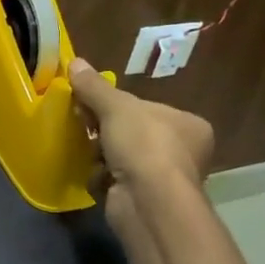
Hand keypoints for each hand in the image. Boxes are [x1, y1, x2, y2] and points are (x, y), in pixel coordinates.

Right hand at [68, 58, 213, 228]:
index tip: (92, 106)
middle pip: (133, 134)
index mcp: (189, 125)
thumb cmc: (143, 146)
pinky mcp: (147, 202)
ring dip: (102, 156)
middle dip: (106, 132)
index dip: (118, 107)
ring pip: (122, 159)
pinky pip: (117, 183)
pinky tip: (97, 177)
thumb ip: (95, 87)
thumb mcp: (116, 107)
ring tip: (90, 154)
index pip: (148, 109)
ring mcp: (166, 180)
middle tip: (85, 126)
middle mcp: (185, 153)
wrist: (148, 202)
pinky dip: (103, 179)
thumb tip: (75, 62)